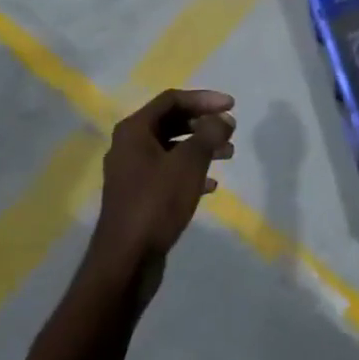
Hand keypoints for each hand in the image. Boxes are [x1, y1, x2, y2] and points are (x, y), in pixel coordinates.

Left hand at [87, 89, 235, 297]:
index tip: (232, 106)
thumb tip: (223, 119)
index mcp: (134, 130)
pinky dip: (190, 172)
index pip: (172, 100)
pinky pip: (168, 173)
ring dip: (200, 147)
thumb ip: (208, 135)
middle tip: (230, 131)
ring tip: (228, 155)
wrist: (126, 260)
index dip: (204, 99)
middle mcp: (129, 146)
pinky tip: (212, 186)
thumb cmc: (157, 203)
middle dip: (203, 124)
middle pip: (171, 122)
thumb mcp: (188, 163)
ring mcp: (132, 172)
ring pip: (171, 148)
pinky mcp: (138, 197)